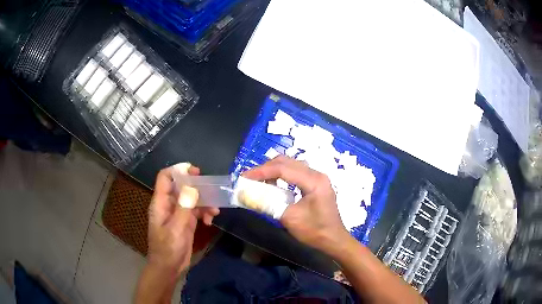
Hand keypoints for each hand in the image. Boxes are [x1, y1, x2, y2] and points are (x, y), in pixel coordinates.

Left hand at [147, 163, 219, 277]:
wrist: (169, 268)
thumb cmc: (168, 249)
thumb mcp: (176, 229)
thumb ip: (183, 208)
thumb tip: (192, 187)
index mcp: (161, 203)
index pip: (165, 178)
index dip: (178, 170)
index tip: (195, 171)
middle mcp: (169, 205)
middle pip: (181, 186)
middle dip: (196, 187)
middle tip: (211, 189)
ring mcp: (178, 213)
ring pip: (191, 199)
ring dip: (204, 202)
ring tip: (214, 211)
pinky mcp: (185, 222)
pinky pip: (196, 211)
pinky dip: (204, 213)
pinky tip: (210, 221)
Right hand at [243, 156, 350, 254]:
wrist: (334, 240)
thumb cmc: (315, 231)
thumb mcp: (289, 219)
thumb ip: (268, 205)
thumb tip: (247, 196)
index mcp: (314, 180)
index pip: (283, 169)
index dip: (261, 171)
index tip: (244, 176)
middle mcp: (316, 174)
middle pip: (287, 162)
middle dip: (265, 168)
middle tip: (249, 177)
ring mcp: (317, 178)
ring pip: (291, 165)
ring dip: (273, 170)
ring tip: (257, 179)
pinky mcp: (315, 183)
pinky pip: (295, 172)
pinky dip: (281, 175)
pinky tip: (272, 183)